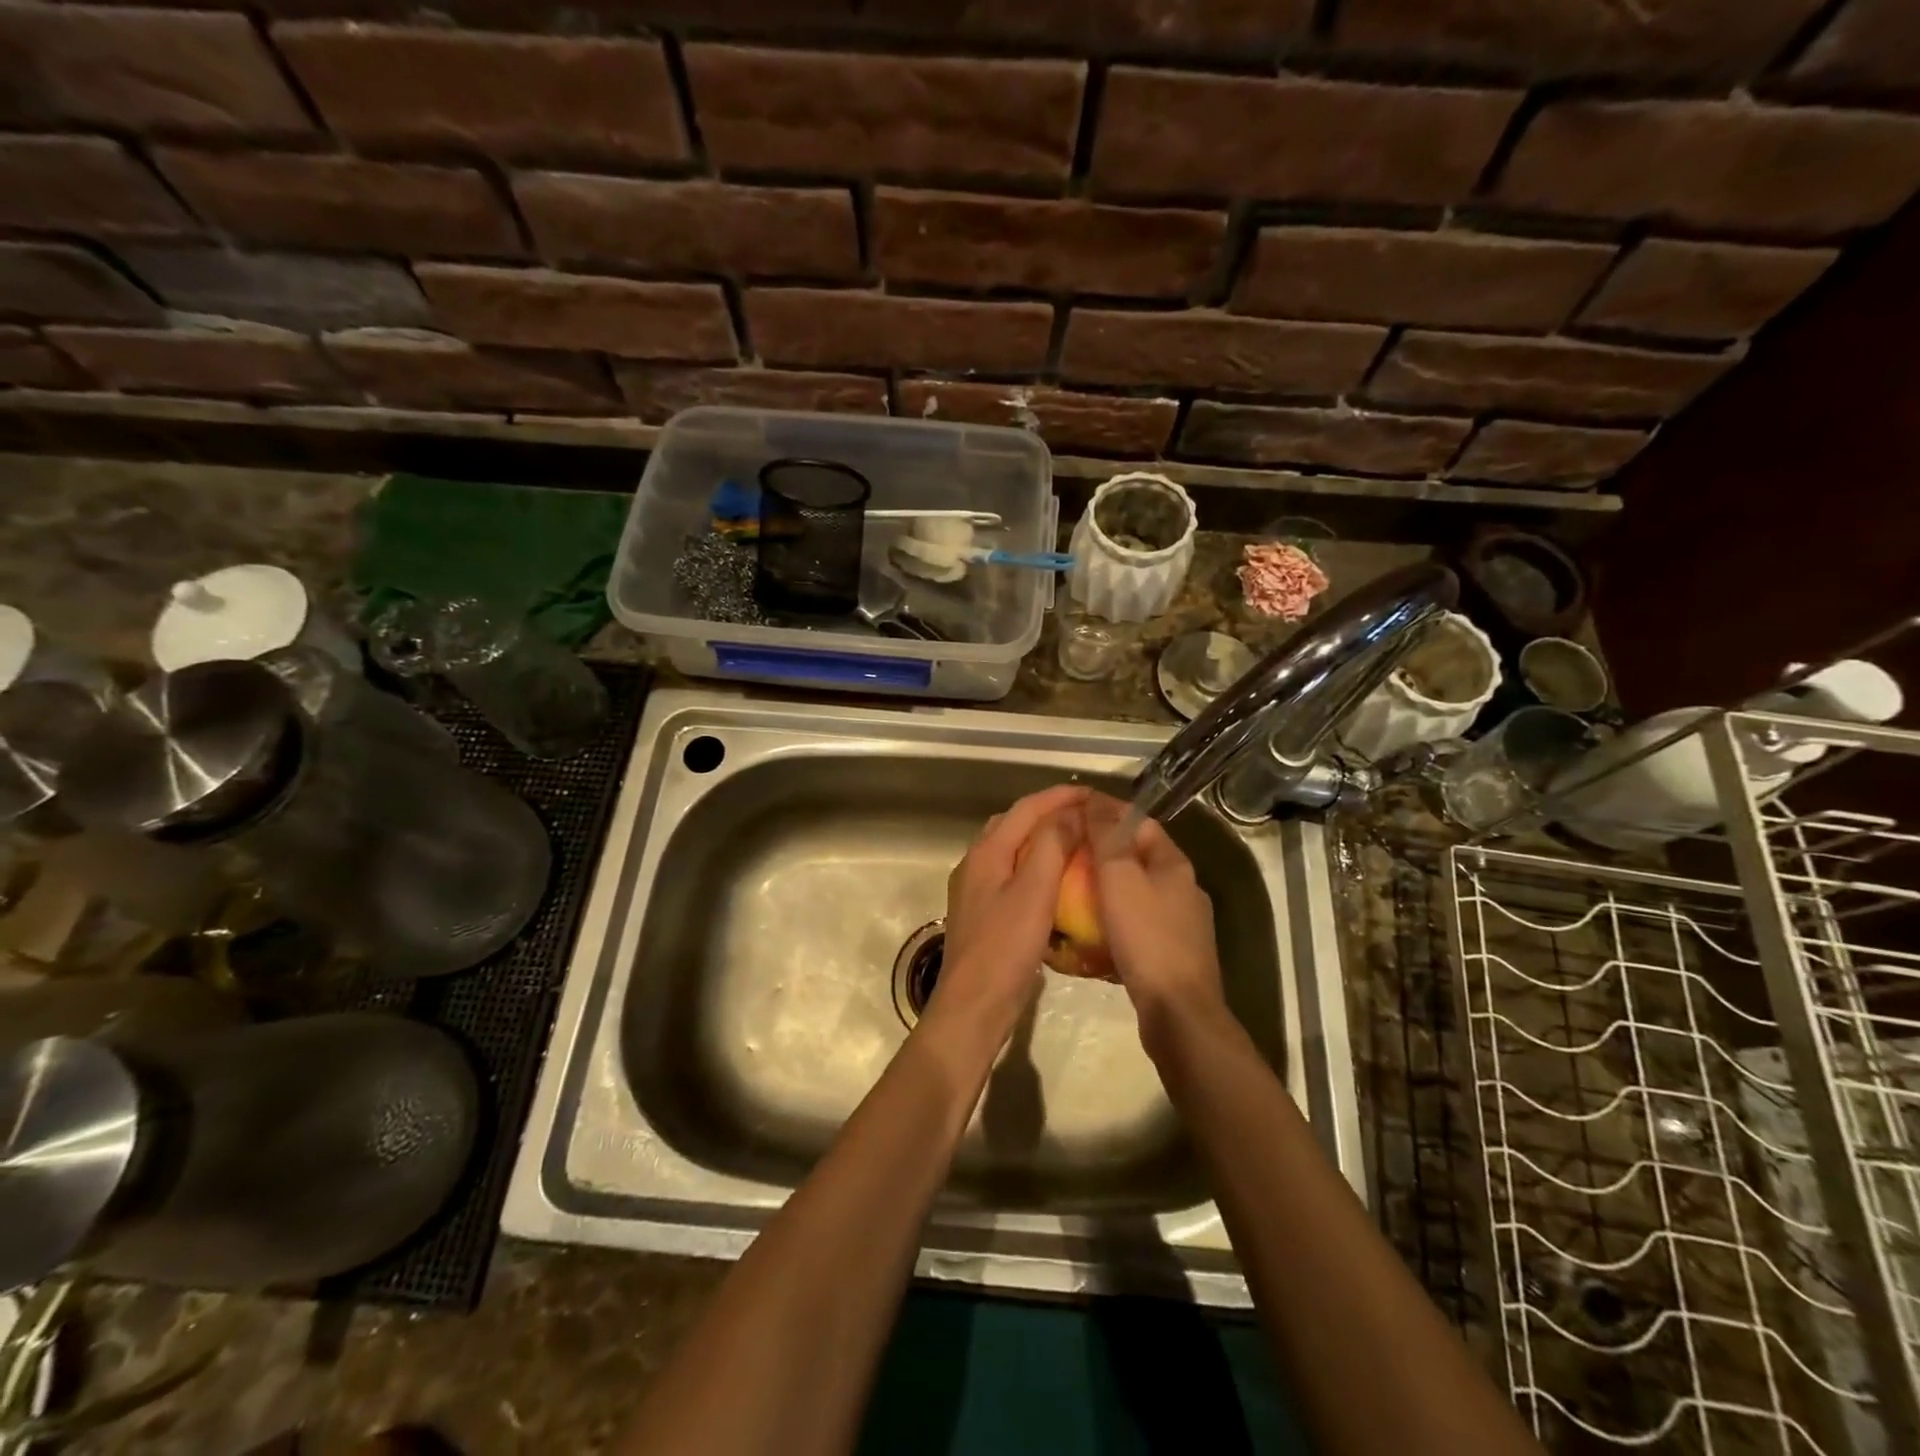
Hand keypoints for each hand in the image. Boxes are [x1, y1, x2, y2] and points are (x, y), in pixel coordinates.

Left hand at [925, 785, 1087, 1058]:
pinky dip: (1035, 865)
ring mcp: (976, 888)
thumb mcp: (1034, 892)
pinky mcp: (983, 912)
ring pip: (1012, 848)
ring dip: (1042, 838)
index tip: (1095, 793)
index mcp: (987, 852)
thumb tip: (1070, 812)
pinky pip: (1012, 873)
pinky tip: (1056, 881)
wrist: (972, 1006)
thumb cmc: (1005, 948)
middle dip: (1050, 812)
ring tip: (1077, 842)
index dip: (1060, 796)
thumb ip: (1051, 846)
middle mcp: (976, 863)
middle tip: (1087, 815)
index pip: (1026, 808)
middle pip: (1014, 823)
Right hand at [1083, 793, 1228, 1044]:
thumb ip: (1106, 837)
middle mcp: (1182, 889)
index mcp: (1174, 864)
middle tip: (1063, 856)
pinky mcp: (1171, 956)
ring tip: (1069, 894)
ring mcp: (1180, 925)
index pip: (1139, 822)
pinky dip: (1112, 923)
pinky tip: (1089, 935)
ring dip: (1105, 891)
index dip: (1106, 814)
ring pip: (1135, 894)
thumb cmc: (1147, 937)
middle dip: (1101, 854)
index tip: (1071, 815)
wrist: (1178, 1013)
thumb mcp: (1119, 878)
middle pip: (1136, 858)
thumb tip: (1095, 799)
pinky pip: (1135, 926)